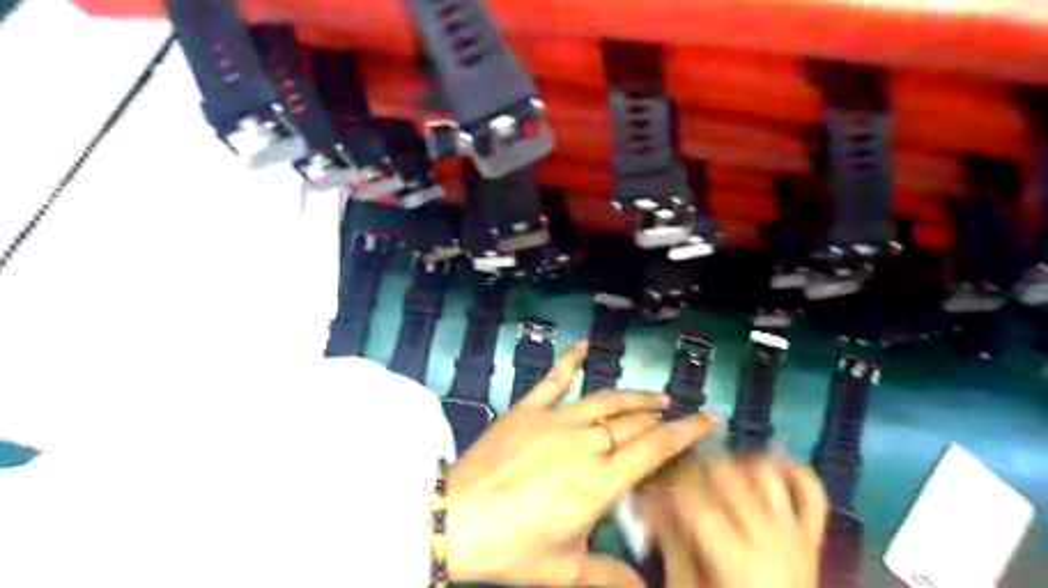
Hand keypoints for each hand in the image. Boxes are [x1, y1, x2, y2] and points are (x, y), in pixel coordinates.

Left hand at [441, 341, 721, 587]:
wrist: (456, 519)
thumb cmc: (513, 547)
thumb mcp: (566, 570)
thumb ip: (611, 577)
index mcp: (600, 480)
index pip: (654, 449)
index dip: (684, 433)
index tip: (706, 419)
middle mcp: (585, 443)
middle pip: (632, 423)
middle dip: (658, 419)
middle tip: (672, 418)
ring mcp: (555, 420)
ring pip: (605, 400)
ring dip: (633, 396)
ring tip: (654, 395)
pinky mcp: (528, 409)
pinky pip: (553, 379)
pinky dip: (570, 360)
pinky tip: (584, 346)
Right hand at [639, 457, 825, 587]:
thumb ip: (671, 546)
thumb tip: (648, 503)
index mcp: (739, 559)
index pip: (692, 499)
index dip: (664, 488)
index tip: (646, 491)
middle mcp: (771, 537)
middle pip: (725, 474)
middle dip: (691, 468)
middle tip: (672, 479)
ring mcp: (797, 534)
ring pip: (764, 470)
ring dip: (734, 462)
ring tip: (711, 474)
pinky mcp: (812, 536)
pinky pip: (810, 490)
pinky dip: (790, 470)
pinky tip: (763, 467)